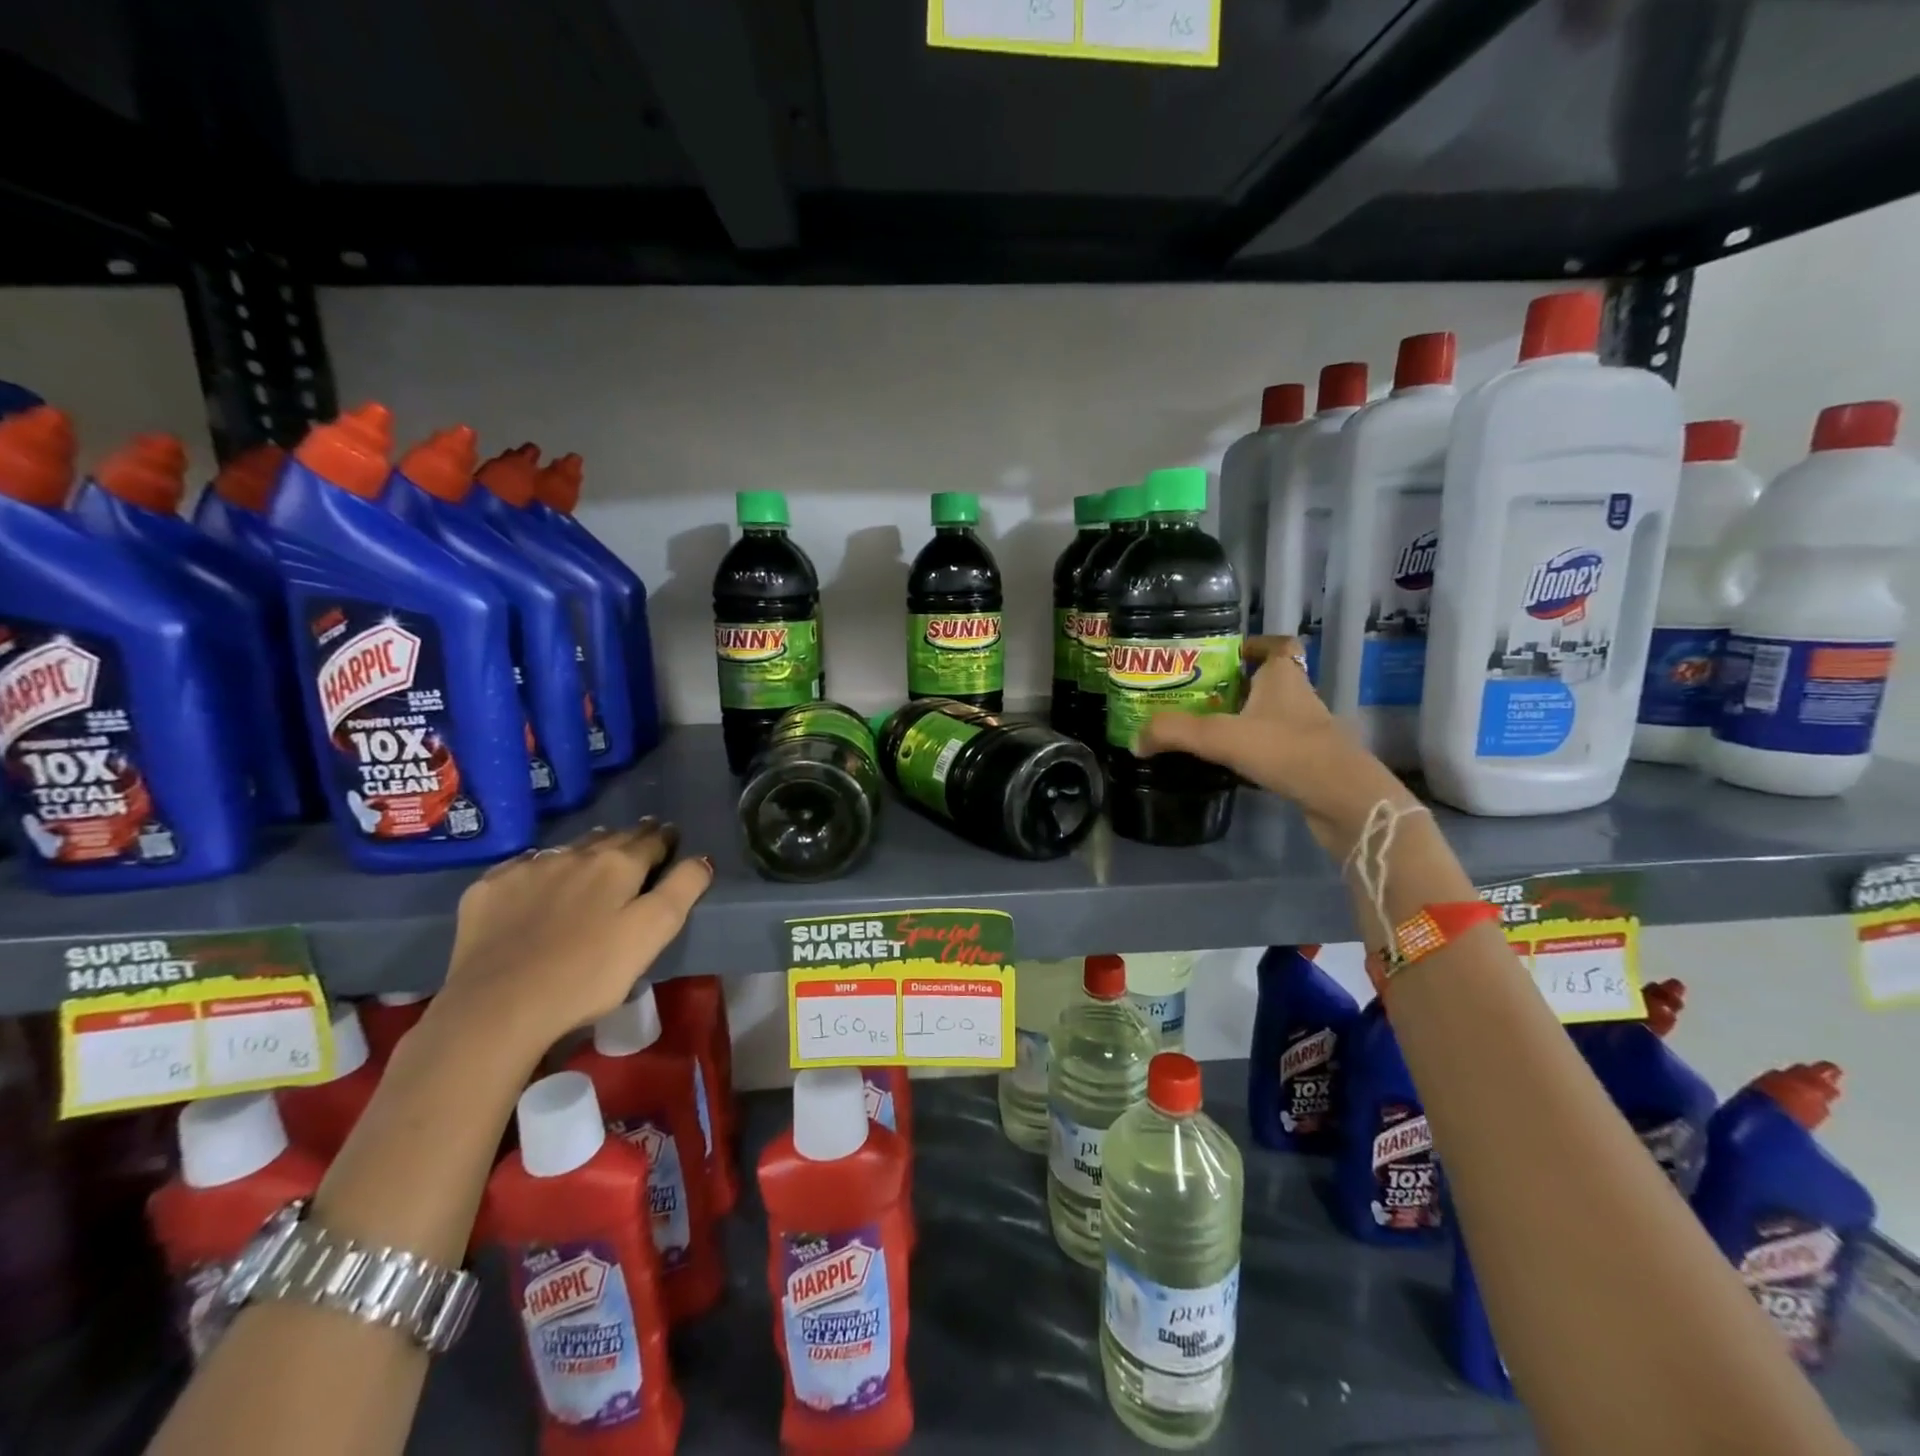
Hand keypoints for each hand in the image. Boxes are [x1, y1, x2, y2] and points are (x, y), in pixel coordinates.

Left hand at [435, 818, 712, 1056]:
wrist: (496, 1006)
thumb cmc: (588, 973)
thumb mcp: (653, 934)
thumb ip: (682, 890)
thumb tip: (702, 859)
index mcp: (618, 864)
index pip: (651, 840)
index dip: (665, 838)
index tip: (671, 836)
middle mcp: (574, 854)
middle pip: (610, 837)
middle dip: (629, 837)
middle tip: (639, 840)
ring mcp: (527, 869)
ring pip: (567, 848)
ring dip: (586, 849)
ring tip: (594, 856)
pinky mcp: (488, 889)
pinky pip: (523, 866)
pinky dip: (540, 867)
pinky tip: (538, 881)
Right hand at [1141, 636, 1418, 858]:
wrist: (1343, 800)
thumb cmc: (1286, 750)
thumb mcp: (1220, 736)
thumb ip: (1174, 733)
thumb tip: (1135, 740)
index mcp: (1283, 676)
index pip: (1276, 645)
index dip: (1252, 646)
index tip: (1220, 656)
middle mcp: (1298, 697)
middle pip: (1264, 681)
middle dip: (1231, 686)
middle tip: (1192, 695)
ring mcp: (1305, 731)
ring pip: (1268, 715)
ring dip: (1240, 720)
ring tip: (1200, 729)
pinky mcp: (1306, 761)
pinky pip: (1272, 747)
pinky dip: (1251, 751)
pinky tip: (1225, 763)